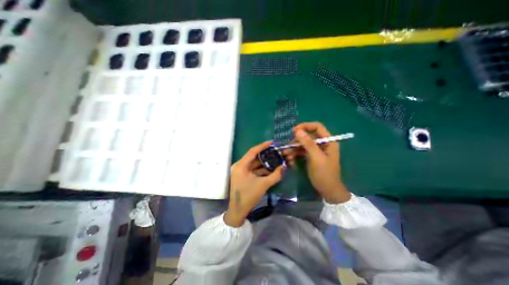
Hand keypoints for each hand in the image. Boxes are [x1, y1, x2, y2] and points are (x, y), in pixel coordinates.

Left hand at [224, 140, 284, 226]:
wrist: (238, 210)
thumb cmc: (249, 196)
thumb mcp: (263, 185)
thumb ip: (275, 175)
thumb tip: (284, 167)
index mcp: (241, 165)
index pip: (252, 151)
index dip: (262, 146)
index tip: (271, 142)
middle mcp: (240, 166)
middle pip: (254, 157)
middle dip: (265, 155)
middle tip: (275, 151)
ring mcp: (241, 171)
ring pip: (254, 163)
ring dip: (264, 162)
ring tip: (275, 159)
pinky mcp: (243, 176)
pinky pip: (253, 169)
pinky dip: (261, 169)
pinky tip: (270, 168)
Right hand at [285, 121, 352, 202]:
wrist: (327, 191)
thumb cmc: (324, 174)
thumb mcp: (316, 158)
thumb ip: (308, 143)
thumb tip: (298, 130)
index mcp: (328, 141)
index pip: (317, 127)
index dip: (305, 126)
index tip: (294, 131)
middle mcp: (322, 144)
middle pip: (307, 137)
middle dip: (296, 142)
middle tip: (286, 149)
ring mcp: (316, 151)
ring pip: (302, 145)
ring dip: (293, 149)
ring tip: (286, 156)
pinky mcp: (311, 157)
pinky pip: (301, 152)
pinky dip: (295, 155)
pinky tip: (290, 161)